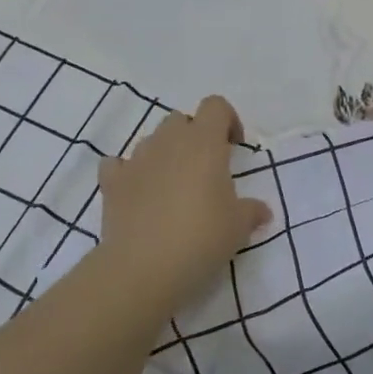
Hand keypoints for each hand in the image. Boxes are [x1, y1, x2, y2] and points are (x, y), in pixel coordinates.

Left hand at [97, 95, 271, 315]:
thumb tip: (261, 211)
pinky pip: (118, 164)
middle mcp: (168, 141)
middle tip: (204, 171)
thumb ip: (252, 211)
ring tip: (172, 188)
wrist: (144, 267)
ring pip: (152, 140)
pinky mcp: (112, 182)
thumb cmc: (201, 238)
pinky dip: (128, 173)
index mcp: (204, 142)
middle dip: (193, 137)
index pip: (215, 106)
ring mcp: (136, 159)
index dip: (228, 120)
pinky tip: (137, 193)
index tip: (234, 148)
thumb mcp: (239, 227)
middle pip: (180, 120)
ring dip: (164, 155)